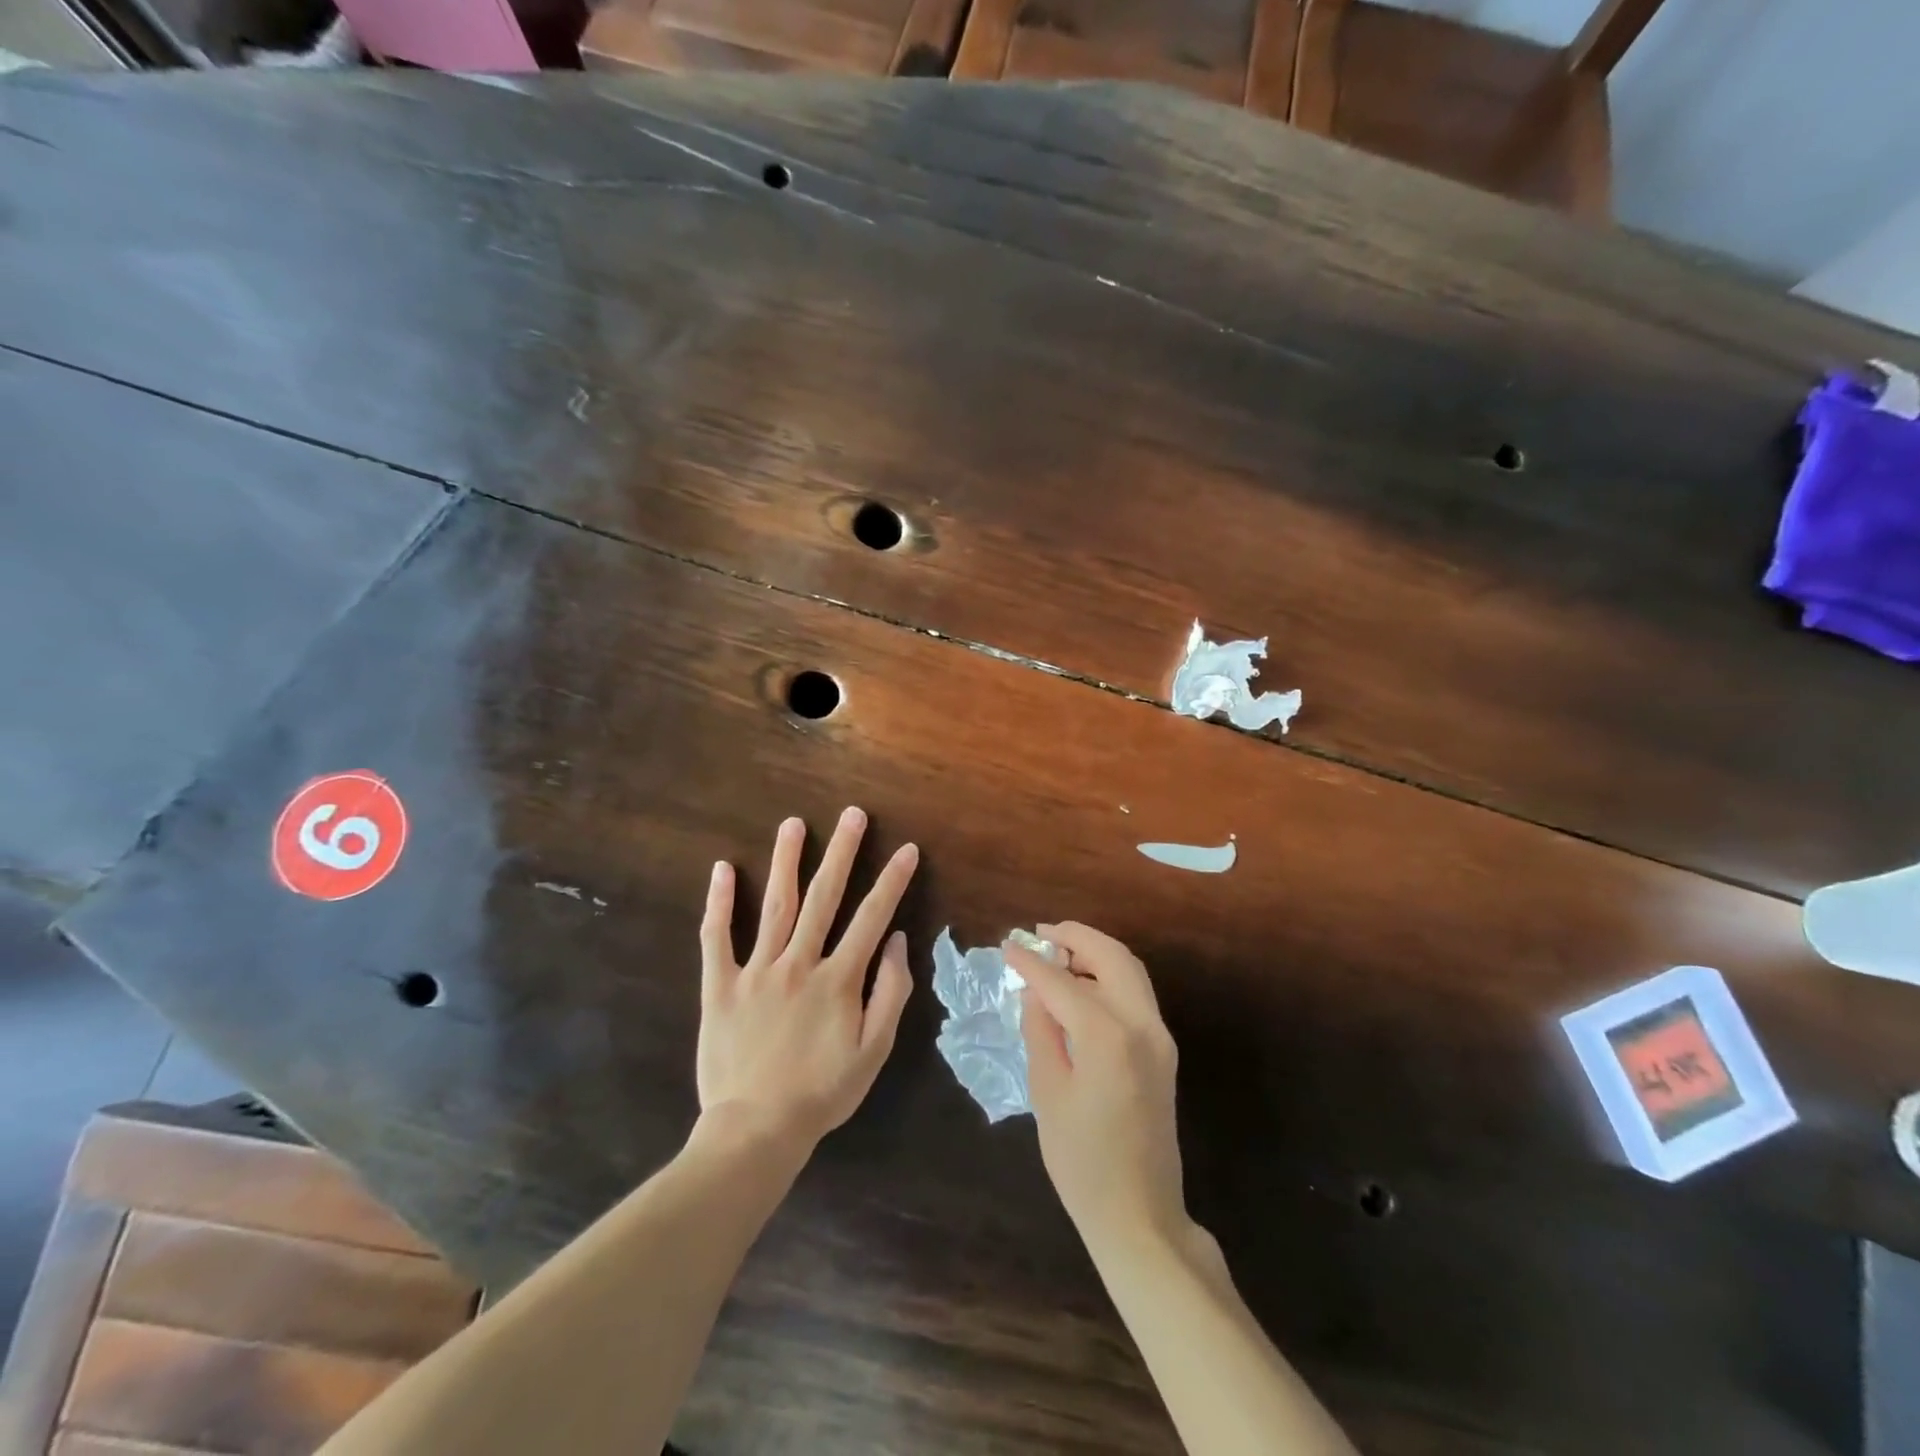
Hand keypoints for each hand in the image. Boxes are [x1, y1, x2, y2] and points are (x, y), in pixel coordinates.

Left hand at [698, 808, 918, 1153]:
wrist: (756, 1130)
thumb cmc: (822, 1092)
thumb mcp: (874, 1051)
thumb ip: (890, 993)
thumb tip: (896, 941)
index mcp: (838, 979)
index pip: (871, 917)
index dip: (892, 881)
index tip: (906, 849)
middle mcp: (798, 962)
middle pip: (823, 897)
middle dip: (841, 852)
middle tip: (852, 814)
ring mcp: (756, 971)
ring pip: (774, 905)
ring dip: (786, 861)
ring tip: (793, 824)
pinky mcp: (720, 985)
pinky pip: (716, 937)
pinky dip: (718, 902)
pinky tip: (721, 869)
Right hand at [1005, 923, 1188, 1256]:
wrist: (1140, 1215)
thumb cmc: (1082, 1162)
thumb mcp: (1048, 1092)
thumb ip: (1041, 1031)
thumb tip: (1034, 992)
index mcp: (1108, 1036)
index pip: (1061, 982)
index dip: (1030, 962)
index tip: (1007, 945)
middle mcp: (1141, 1024)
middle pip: (1112, 956)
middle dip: (1075, 937)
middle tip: (1040, 933)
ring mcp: (1159, 1036)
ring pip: (1130, 969)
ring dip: (1095, 952)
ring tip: (1056, 952)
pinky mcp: (1163, 1050)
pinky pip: (1136, 993)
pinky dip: (1109, 975)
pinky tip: (1080, 985)